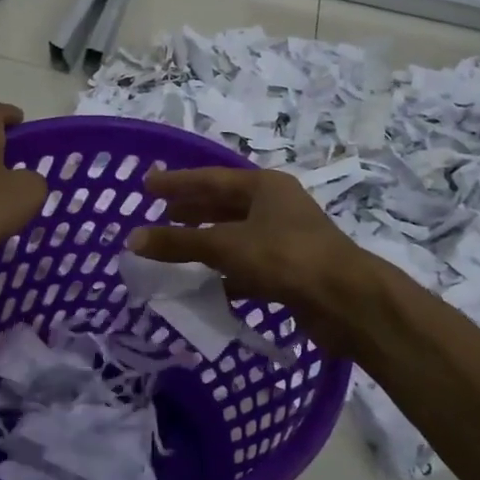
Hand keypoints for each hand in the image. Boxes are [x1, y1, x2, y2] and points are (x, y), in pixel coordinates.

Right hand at [126, 167, 376, 355]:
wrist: (345, 300)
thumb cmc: (285, 258)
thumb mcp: (226, 246)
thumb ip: (179, 243)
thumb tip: (133, 239)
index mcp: (265, 187)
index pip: (210, 179)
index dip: (177, 182)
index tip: (147, 186)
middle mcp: (277, 206)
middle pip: (224, 204)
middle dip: (191, 211)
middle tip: (159, 215)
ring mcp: (286, 238)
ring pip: (236, 235)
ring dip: (206, 242)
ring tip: (174, 248)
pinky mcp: (290, 270)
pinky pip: (248, 264)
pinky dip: (225, 271)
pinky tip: (205, 283)